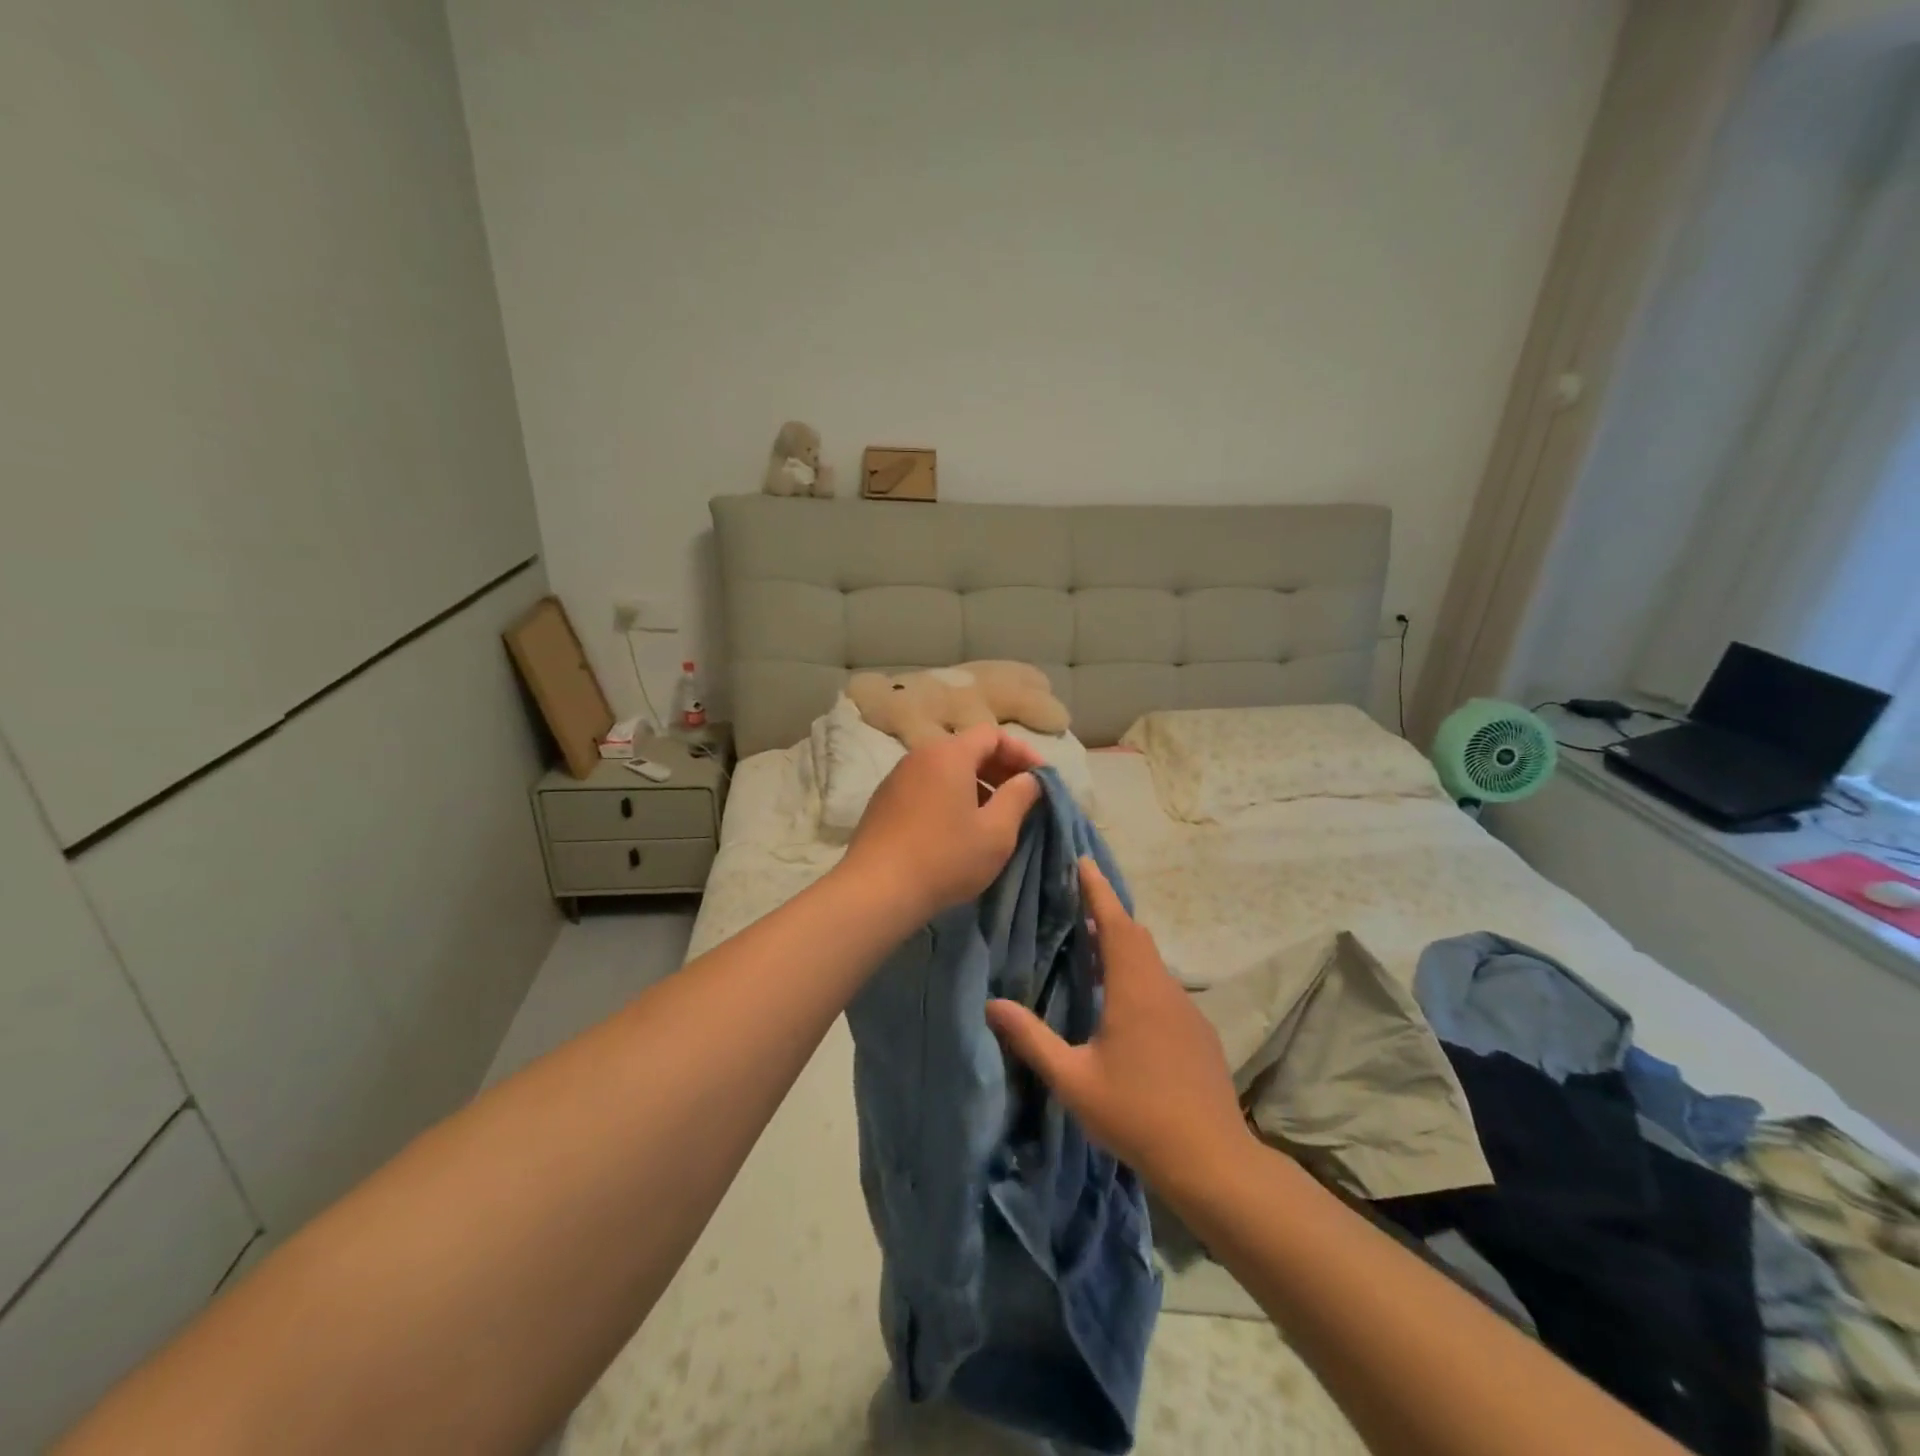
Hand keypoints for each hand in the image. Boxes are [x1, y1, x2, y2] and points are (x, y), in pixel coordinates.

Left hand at [838, 724, 1043, 925]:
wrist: (877, 889)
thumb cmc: (945, 857)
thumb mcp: (996, 832)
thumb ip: (1019, 797)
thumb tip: (1029, 779)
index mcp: (949, 754)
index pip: (993, 735)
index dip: (1022, 753)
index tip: (1040, 779)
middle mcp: (920, 756)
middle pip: (968, 749)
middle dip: (1000, 769)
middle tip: (1022, 797)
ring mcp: (897, 778)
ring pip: (946, 769)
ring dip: (975, 785)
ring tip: (993, 816)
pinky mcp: (884, 801)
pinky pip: (926, 787)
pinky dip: (950, 797)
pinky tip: (958, 829)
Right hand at [986, 859, 1251, 1188]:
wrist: (1211, 1159)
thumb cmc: (1136, 1114)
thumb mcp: (1073, 1080)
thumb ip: (1032, 1039)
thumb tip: (992, 1004)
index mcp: (1134, 989)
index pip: (1115, 922)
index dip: (1097, 890)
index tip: (1083, 861)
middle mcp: (1163, 988)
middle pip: (1135, 935)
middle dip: (1107, 912)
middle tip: (1078, 901)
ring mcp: (1185, 1009)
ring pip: (1151, 961)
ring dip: (1123, 945)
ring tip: (1092, 947)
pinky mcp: (1197, 1031)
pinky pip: (1162, 986)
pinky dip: (1139, 974)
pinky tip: (1122, 1003)